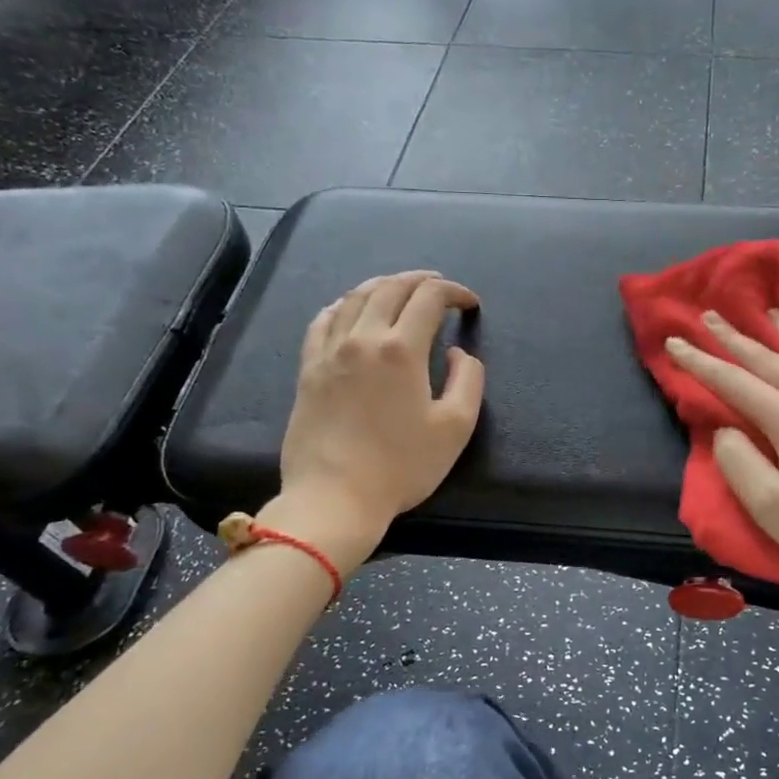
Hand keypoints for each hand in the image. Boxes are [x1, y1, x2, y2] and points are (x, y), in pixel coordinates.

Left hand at [264, 271, 484, 569]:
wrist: (334, 498)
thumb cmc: (402, 466)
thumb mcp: (456, 427)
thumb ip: (468, 380)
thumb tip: (456, 353)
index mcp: (401, 349)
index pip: (430, 298)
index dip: (454, 292)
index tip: (470, 303)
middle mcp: (362, 338)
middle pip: (391, 288)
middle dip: (421, 280)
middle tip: (440, 287)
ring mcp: (329, 351)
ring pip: (356, 297)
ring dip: (384, 285)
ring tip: (401, 290)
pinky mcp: (308, 369)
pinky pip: (323, 320)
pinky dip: (344, 305)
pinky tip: (352, 309)